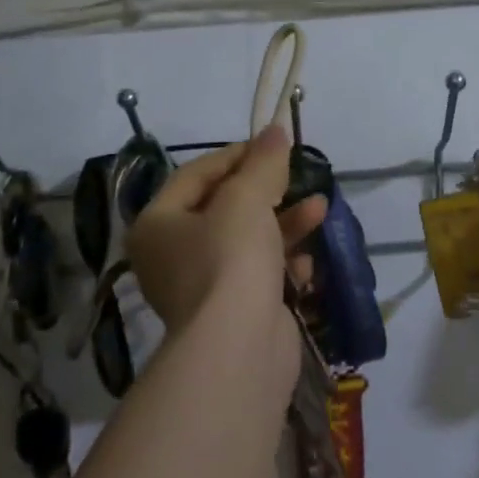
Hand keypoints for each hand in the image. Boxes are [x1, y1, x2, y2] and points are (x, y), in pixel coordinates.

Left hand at [126, 125, 327, 336]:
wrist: (239, 348)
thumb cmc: (230, 259)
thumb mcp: (246, 199)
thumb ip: (262, 162)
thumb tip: (274, 129)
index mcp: (157, 224)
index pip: (195, 175)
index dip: (236, 155)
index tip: (273, 146)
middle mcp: (172, 255)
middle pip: (224, 208)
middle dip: (267, 191)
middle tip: (297, 176)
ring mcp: (204, 287)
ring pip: (247, 242)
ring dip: (284, 223)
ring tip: (320, 208)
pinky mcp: (234, 312)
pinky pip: (260, 275)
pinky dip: (284, 264)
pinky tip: (308, 262)